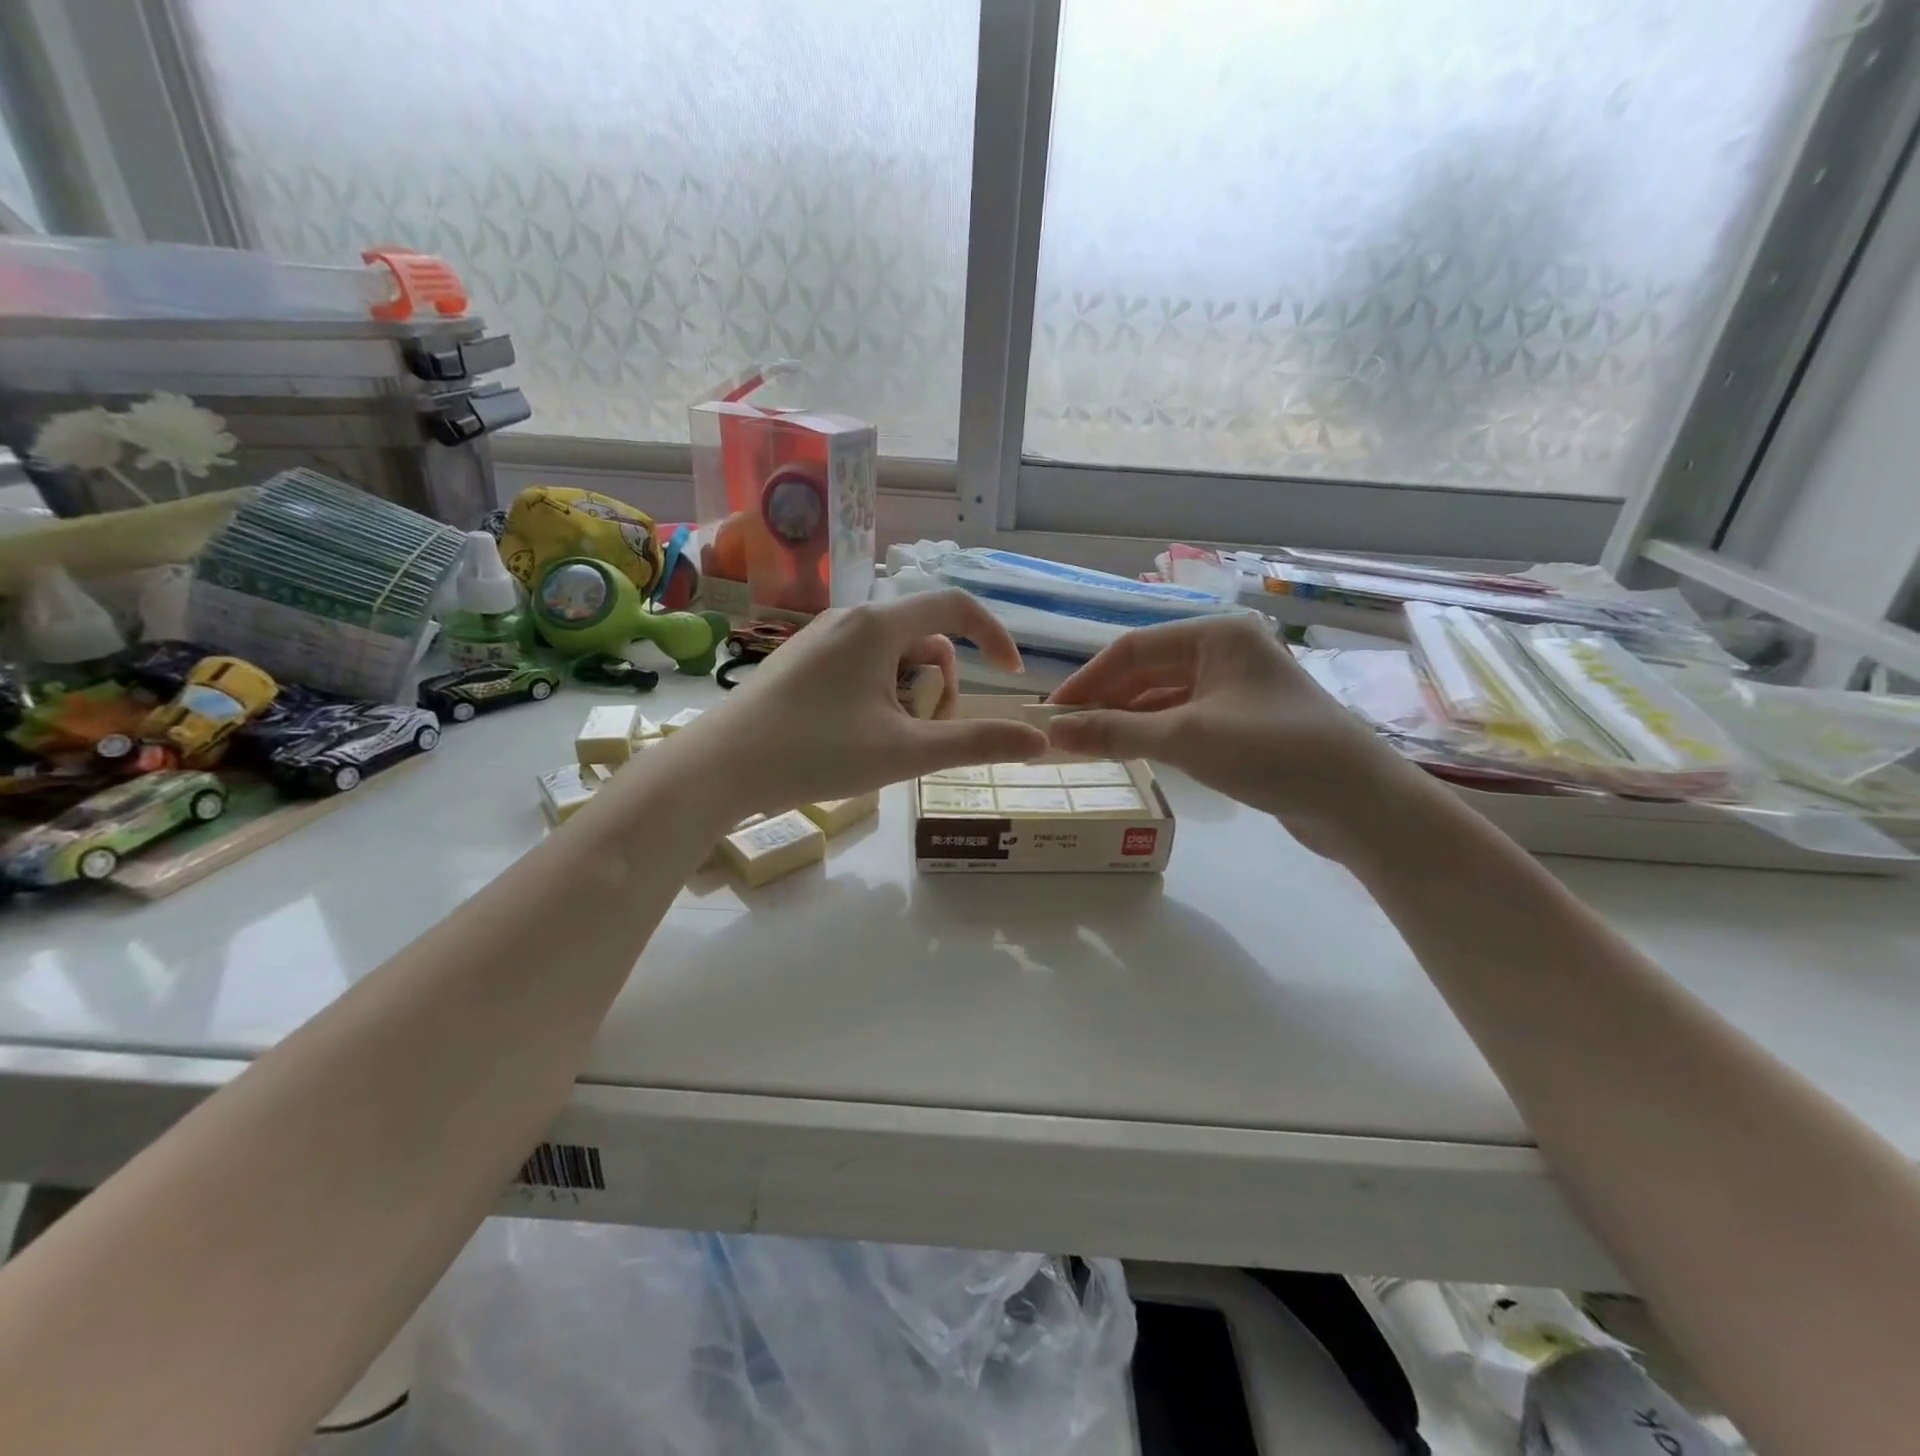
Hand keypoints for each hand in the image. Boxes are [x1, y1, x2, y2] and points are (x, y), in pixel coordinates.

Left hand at [681, 591, 1048, 818]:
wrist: (719, 767)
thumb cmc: (815, 753)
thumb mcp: (905, 752)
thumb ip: (975, 743)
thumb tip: (1037, 741)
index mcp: (877, 625)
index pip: (955, 605)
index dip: (993, 635)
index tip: (1010, 674)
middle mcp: (849, 618)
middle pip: (924, 638)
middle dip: (938, 685)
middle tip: (919, 735)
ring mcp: (820, 638)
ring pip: (892, 656)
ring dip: (908, 695)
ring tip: (885, 742)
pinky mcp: (801, 660)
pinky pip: (861, 666)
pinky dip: (878, 696)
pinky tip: (854, 737)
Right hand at [1045, 616, 1421, 860]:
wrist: (1358, 801)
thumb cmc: (1272, 751)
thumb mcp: (1186, 738)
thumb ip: (1116, 732)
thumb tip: (1052, 731)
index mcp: (1215, 636)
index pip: (1132, 649)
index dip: (1087, 680)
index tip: (1051, 713)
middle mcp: (1224, 652)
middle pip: (1147, 671)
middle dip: (1104, 701)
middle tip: (1063, 733)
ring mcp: (1235, 688)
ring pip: (1163, 697)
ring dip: (1125, 719)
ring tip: (1086, 745)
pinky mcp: (1242, 721)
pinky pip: (1183, 718)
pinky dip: (1152, 733)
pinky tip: (1128, 751)